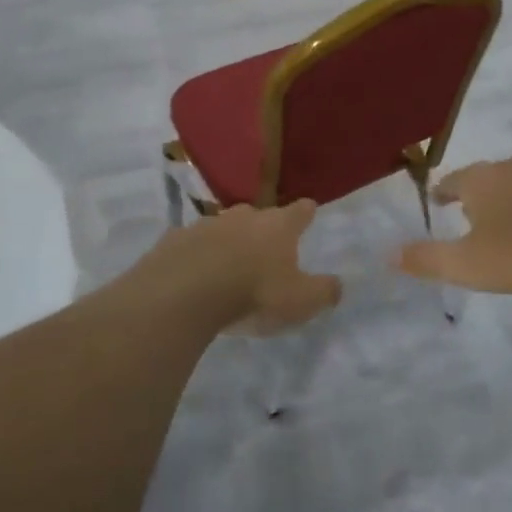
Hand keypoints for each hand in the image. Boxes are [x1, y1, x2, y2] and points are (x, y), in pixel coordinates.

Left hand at [134, 200, 339, 334]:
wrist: (183, 294)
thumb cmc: (253, 294)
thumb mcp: (300, 301)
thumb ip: (323, 292)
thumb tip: (338, 285)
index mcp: (278, 226)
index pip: (300, 211)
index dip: (306, 212)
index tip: (309, 210)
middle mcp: (244, 216)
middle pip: (259, 215)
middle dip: (263, 228)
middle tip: (265, 247)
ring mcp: (205, 224)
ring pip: (223, 227)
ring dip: (228, 241)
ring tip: (228, 264)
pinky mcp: (174, 240)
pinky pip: (191, 244)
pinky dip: (196, 254)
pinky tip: (194, 273)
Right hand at [396, 158, 511, 293]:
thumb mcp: (466, 264)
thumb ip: (427, 259)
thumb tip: (388, 254)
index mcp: (481, 181)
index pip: (453, 180)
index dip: (442, 191)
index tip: (437, 200)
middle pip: (487, 175)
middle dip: (477, 190)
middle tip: (470, 209)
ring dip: (511, 194)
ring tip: (508, 215)